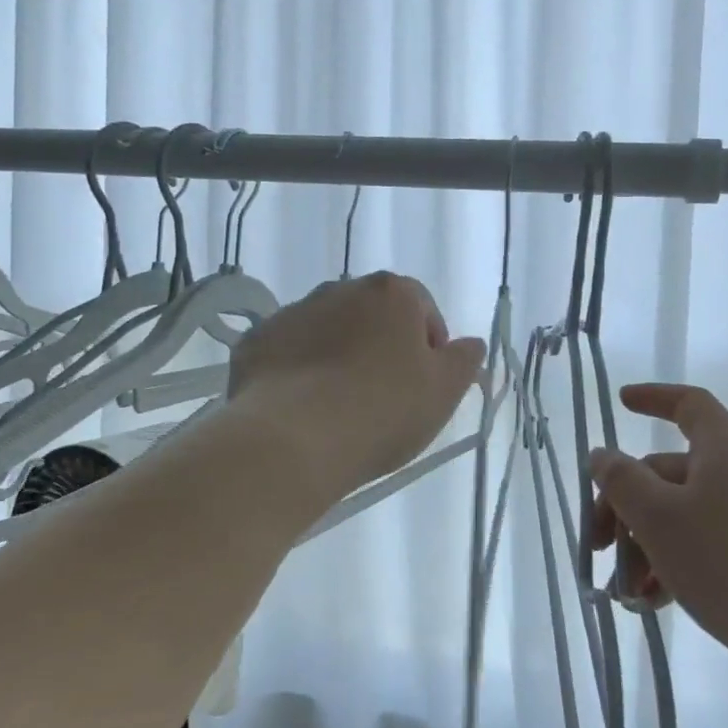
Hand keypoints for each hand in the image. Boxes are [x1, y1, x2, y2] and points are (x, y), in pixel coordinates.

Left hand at [227, 272, 485, 501]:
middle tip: (382, 396)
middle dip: (380, 346)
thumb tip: (471, 343)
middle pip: (371, 315)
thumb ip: (464, 361)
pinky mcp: (256, 340)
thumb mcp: (443, 392)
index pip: (421, 308)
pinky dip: (297, 369)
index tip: (424, 385)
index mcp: (391, 293)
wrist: (294, 438)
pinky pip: (288, 350)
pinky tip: (301, 407)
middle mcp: (340, 289)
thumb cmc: (383, 411)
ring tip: (337, 405)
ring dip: (337, 354)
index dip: (429, 346)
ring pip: (327, 330)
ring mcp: (294, 312)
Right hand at [586, 384, 727, 702]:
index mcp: (723, 451)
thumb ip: (620, 479)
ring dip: (641, 546)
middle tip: (597, 545)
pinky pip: (699, 548)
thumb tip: (602, 455)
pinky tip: (647, 602)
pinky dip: (668, 566)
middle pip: (667, 472)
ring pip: (678, 516)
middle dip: (624, 506)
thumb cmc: (723, 561)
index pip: (689, 404)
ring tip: (622, 590)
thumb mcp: (655, 516)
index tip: (620, 404)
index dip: (654, 397)